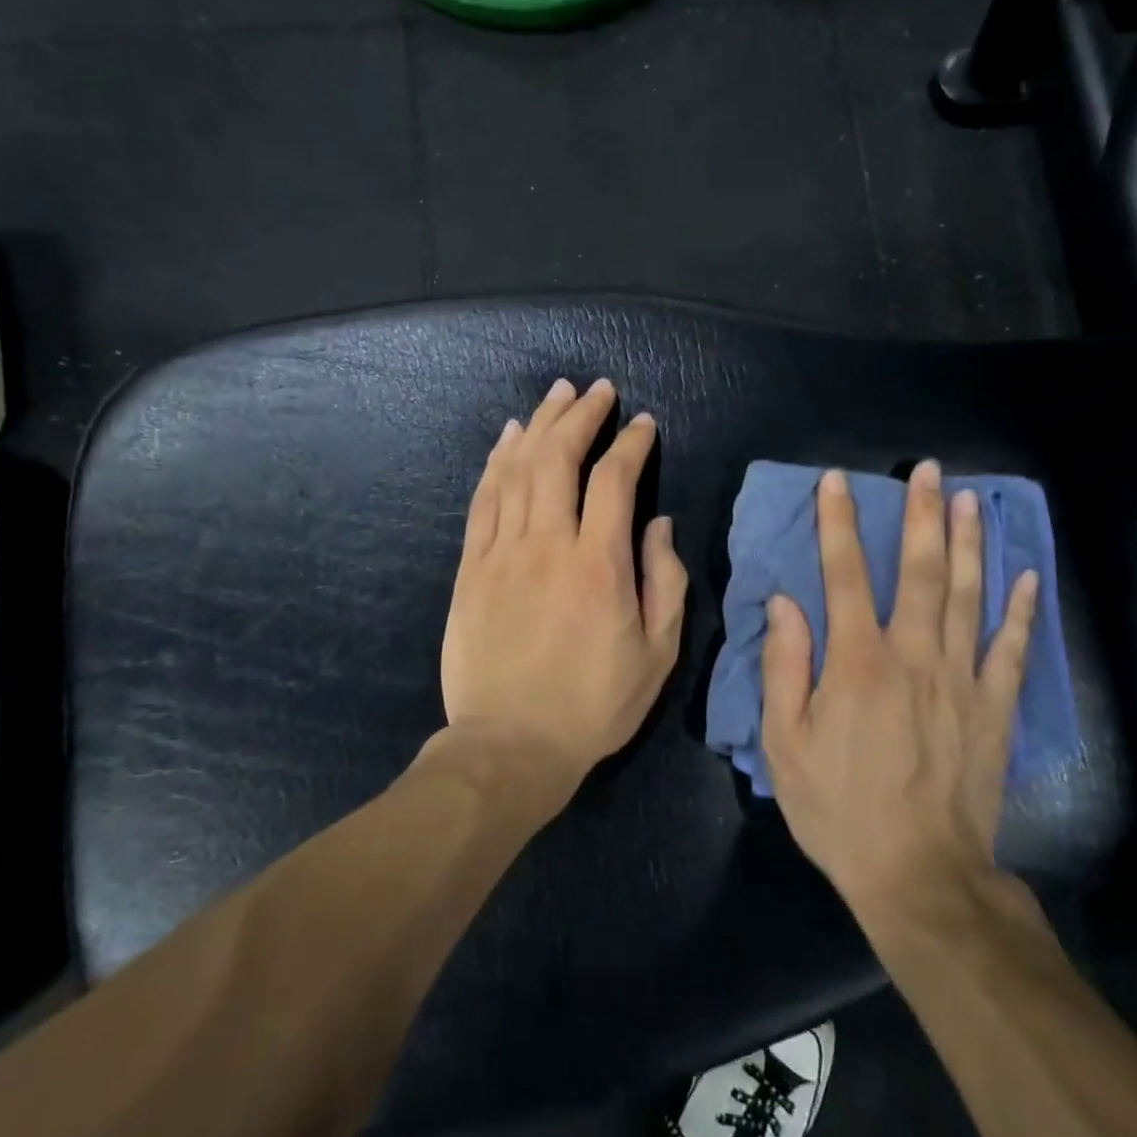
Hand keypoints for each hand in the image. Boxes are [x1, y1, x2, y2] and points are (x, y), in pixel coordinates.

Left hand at [440, 378, 687, 805]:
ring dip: (539, 424)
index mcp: (599, 565)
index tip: (643, 424)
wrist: (510, 746)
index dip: (631, 444)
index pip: (614, 480)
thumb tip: (658, 523)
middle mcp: (548, 545)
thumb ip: (666, 581)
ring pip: (518, 469)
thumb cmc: (594, 704)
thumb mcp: (657, 654)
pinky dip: (497, 462)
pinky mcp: (471, 567)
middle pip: (559, 458)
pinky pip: (484, 500)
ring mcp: (502, 553)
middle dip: (581, 415)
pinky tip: (508, 438)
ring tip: (556, 394)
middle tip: (598, 390)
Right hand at [762, 462, 1038, 926]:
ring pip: (968, 596)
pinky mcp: (995, 709)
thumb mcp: (785, 744)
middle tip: (928, 471)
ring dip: (969, 544)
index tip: (837, 481)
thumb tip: (785, 602)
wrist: (920, 876)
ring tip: (972, 500)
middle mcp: (913, 656)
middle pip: (920, 571)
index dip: (838, 523)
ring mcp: (961, 680)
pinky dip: (1020, 610)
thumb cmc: (840, 809)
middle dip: (922, 515)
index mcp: (857, 661)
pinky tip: (1027, 576)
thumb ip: (784, 666)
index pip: (843, 574)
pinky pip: (1011, 650)